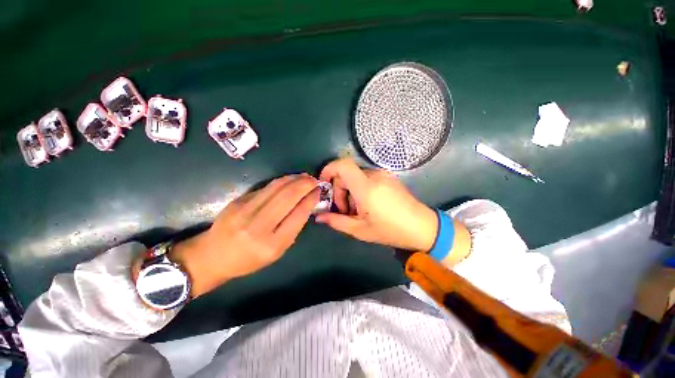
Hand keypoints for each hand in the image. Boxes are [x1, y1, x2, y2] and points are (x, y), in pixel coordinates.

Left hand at [167, 174, 319, 297]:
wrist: (212, 255)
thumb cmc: (249, 259)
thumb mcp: (277, 252)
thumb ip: (293, 228)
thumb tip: (307, 204)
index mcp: (272, 244)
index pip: (298, 214)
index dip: (311, 199)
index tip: (319, 191)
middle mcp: (258, 226)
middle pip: (288, 197)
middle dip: (305, 185)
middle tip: (315, 180)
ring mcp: (245, 211)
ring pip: (277, 187)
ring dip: (295, 179)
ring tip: (305, 177)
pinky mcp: (238, 201)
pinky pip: (266, 187)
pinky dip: (282, 181)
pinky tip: (290, 179)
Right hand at [316, 159, 437, 251]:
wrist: (423, 227)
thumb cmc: (391, 230)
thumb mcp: (360, 230)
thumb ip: (337, 221)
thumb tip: (319, 217)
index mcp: (366, 187)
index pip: (342, 165)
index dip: (328, 169)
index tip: (324, 184)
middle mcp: (374, 176)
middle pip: (347, 174)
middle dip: (339, 190)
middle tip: (344, 210)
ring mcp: (383, 175)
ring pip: (356, 177)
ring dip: (350, 191)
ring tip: (356, 211)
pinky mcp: (388, 177)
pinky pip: (366, 178)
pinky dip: (360, 189)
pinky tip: (366, 205)